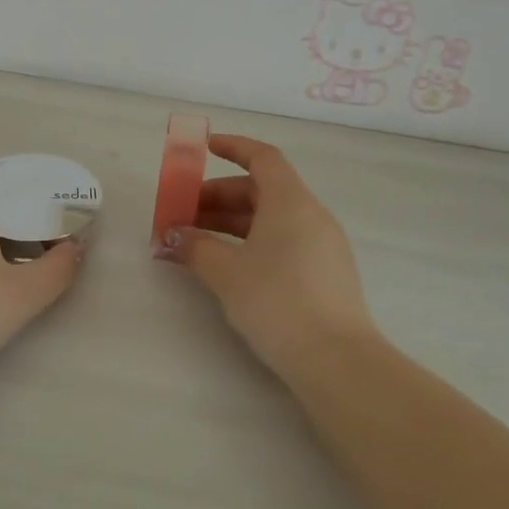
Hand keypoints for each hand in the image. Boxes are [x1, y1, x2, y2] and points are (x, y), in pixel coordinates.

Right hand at [162, 134, 378, 378]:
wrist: (336, 360)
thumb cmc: (276, 302)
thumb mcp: (226, 273)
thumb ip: (195, 247)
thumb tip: (173, 235)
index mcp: (290, 201)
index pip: (262, 157)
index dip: (233, 147)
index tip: (204, 148)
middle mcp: (311, 214)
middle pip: (262, 190)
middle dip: (219, 198)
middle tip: (184, 216)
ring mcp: (323, 244)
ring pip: (271, 218)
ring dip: (232, 224)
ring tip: (198, 244)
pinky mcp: (326, 272)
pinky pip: (284, 241)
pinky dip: (253, 242)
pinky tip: (230, 266)